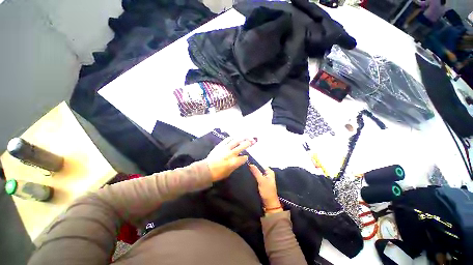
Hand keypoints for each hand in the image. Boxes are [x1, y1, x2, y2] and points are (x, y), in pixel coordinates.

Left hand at [205, 138, 255, 181]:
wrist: (206, 169)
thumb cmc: (218, 173)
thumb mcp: (230, 172)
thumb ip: (236, 164)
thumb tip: (240, 159)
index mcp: (234, 162)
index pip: (244, 157)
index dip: (245, 157)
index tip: (246, 157)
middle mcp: (231, 153)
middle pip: (242, 146)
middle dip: (248, 143)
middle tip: (253, 140)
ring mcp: (225, 148)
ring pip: (236, 141)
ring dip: (242, 138)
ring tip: (246, 136)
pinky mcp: (220, 145)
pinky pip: (228, 139)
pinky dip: (232, 138)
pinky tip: (235, 137)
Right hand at [249, 165, 282, 214]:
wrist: (269, 203)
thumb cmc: (267, 191)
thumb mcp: (261, 180)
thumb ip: (256, 172)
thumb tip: (250, 163)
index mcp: (269, 171)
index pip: (260, 164)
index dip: (253, 163)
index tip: (246, 163)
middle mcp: (267, 173)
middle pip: (258, 168)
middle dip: (252, 168)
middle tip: (245, 167)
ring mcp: (264, 178)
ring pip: (257, 172)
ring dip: (252, 172)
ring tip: (245, 171)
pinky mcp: (261, 182)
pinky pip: (256, 177)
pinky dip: (253, 176)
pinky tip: (248, 176)